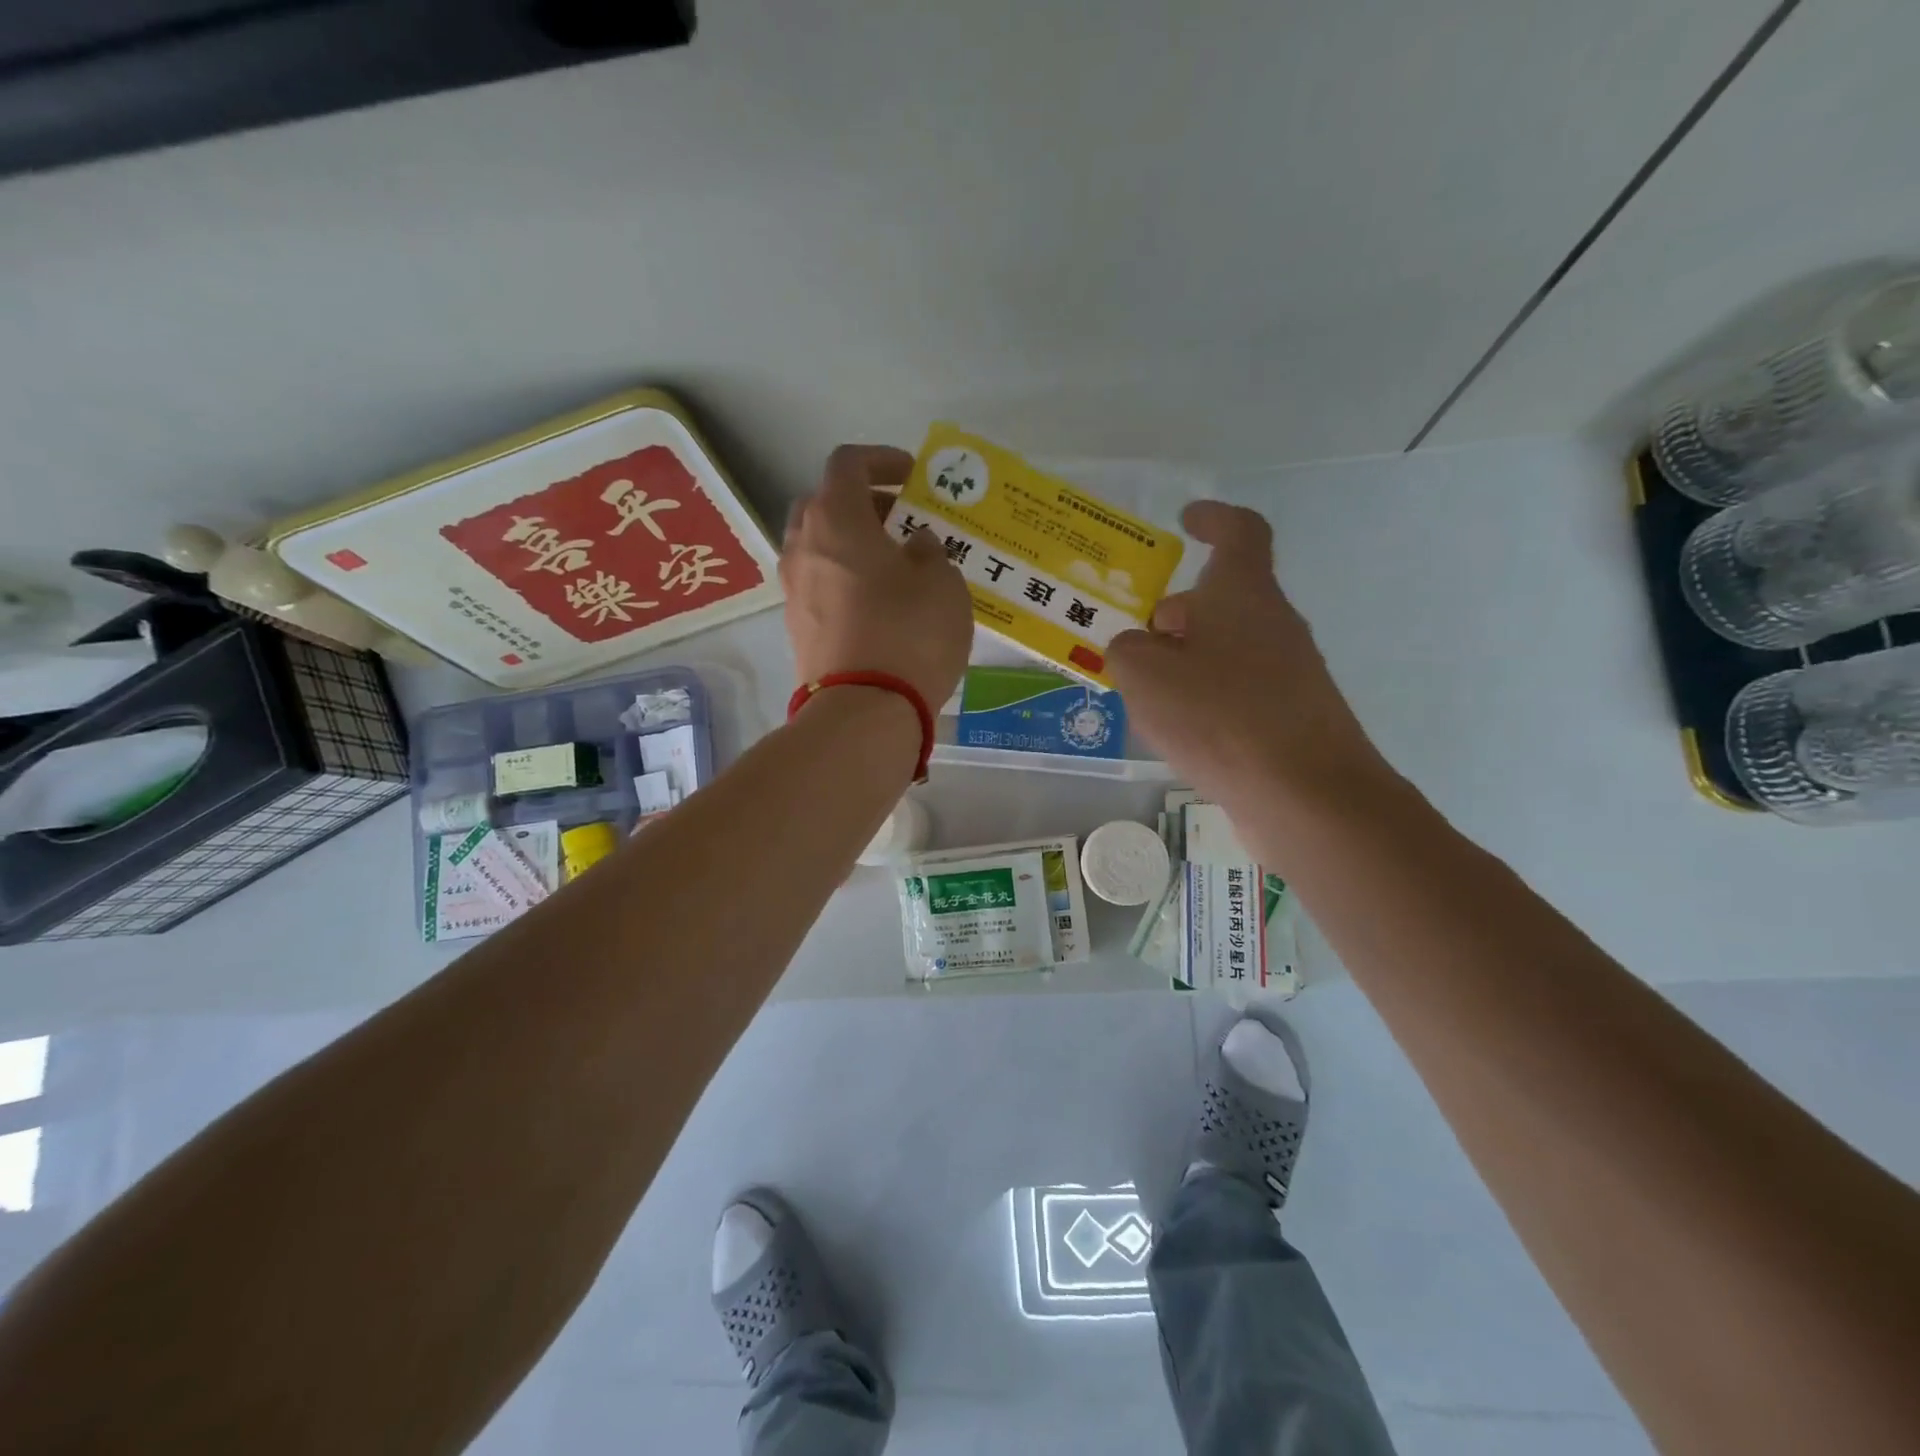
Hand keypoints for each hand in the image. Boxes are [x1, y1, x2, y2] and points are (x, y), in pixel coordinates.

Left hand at [781, 445, 972, 710]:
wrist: (864, 711)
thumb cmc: (909, 633)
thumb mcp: (943, 583)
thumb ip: (930, 552)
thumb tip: (914, 547)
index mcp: (835, 519)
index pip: (848, 463)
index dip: (882, 460)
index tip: (912, 477)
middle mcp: (803, 546)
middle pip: (824, 504)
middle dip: (863, 503)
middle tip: (902, 520)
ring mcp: (793, 590)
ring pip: (818, 547)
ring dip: (851, 544)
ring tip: (893, 565)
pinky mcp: (796, 628)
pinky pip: (819, 585)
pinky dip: (844, 579)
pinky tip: (877, 604)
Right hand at [1107, 500, 1388, 808]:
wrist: (1306, 795)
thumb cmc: (1220, 716)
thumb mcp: (1145, 674)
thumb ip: (1127, 650)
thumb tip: (1137, 649)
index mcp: (1243, 594)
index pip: (1239, 532)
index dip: (1213, 518)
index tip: (1186, 520)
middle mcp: (1273, 624)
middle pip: (1222, 600)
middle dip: (1176, 613)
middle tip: (1133, 640)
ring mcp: (1289, 673)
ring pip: (1226, 649)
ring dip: (1186, 660)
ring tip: (1143, 695)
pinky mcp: (1291, 717)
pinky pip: (1237, 691)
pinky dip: (1205, 698)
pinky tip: (1178, 733)